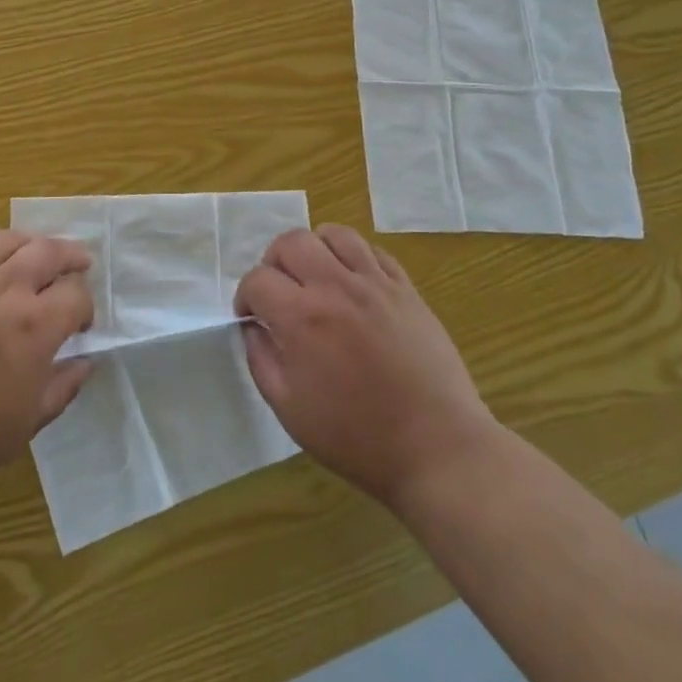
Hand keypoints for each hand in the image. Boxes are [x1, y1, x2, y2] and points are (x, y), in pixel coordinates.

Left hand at [0, 229, 94, 508]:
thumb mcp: (27, 423)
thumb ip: (63, 387)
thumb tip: (86, 362)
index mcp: (35, 326)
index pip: (76, 295)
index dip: (85, 306)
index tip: (80, 325)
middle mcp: (5, 289)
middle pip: (49, 252)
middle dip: (71, 256)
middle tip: (79, 264)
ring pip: (7, 239)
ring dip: (31, 242)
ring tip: (37, 250)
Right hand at [236, 225, 495, 514]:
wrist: (436, 447)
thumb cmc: (357, 437)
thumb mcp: (290, 409)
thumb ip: (261, 360)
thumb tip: (253, 328)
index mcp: (302, 318)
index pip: (258, 280)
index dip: (245, 296)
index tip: (251, 317)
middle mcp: (335, 286)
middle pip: (291, 242)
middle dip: (273, 261)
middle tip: (279, 292)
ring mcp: (375, 283)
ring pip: (334, 234)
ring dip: (314, 249)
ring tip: (315, 277)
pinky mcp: (406, 288)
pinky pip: (372, 250)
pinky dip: (353, 257)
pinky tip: (352, 283)